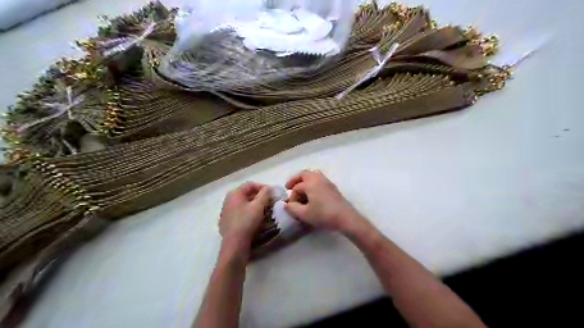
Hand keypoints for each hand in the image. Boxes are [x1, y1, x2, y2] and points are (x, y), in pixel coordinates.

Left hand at [219, 181, 271, 246]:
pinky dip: (247, 212)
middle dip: (259, 196)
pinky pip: (239, 212)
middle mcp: (228, 200)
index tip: (272, 193)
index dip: (263, 187)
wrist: (234, 244)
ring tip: (263, 210)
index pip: (250, 184)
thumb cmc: (247, 222)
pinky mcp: (226, 222)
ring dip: (253, 204)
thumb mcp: (259, 206)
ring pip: (242, 203)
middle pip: (246, 193)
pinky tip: (253, 219)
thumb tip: (268, 187)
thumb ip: (265, 194)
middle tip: (269, 201)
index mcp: (234, 193)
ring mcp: (226, 211)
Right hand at [285, 170, 362, 231]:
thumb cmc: (323, 215)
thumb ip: (292, 208)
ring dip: (305, 180)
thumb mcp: (304, 214)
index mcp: (310, 183)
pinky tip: (313, 194)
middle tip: (290, 187)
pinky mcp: (333, 187)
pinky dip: (313, 183)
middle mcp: (318, 178)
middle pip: (304, 174)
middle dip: (296, 180)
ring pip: (313, 175)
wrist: (345, 217)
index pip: (296, 187)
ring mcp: (327, 182)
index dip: (292, 197)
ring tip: (302, 190)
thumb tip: (287, 204)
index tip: (291, 206)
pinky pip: (320, 180)